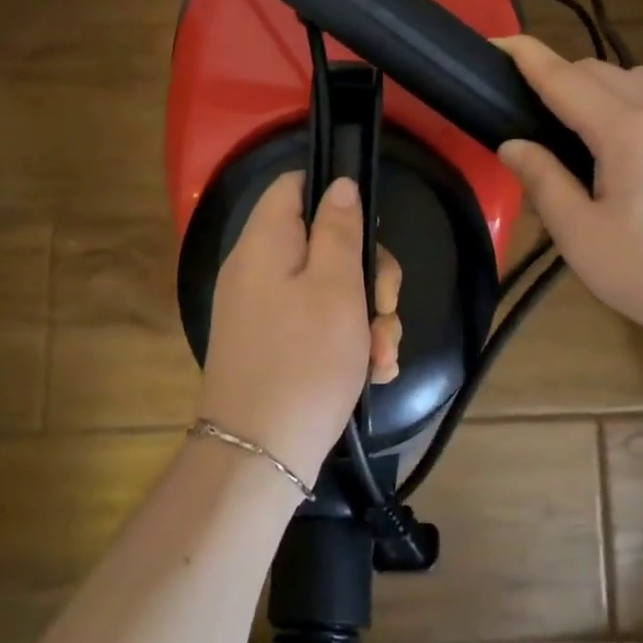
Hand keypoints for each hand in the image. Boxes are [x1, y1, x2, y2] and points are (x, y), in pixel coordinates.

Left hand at [198, 171, 400, 482]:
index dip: (334, 194)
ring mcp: (264, 309)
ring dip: (366, 316)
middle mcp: (258, 269)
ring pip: (329, 288)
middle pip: (323, 241)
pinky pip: (316, 323)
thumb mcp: (336, 287)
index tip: (369, 229)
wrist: (259, 457)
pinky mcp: (273, 344)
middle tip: (384, 306)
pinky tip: (373, 372)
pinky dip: (347, 341)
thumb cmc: (305, 361)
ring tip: (382, 354)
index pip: (294, 185)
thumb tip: (339, 184)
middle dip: (367, 273)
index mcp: (265, 242)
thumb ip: (339, 229)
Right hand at [494, 35, 642, 357]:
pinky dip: (620, 97)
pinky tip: (611, 138)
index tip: (494, 41)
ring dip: (591, 82)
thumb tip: (512, 145)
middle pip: (597, 70)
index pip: (564, 78)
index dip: (526, 56)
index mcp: (625, 130)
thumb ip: (543, 181)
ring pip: (630, 78)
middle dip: (554, 73)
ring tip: (566, 119)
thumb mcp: (581, 236)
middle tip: (520, 106)